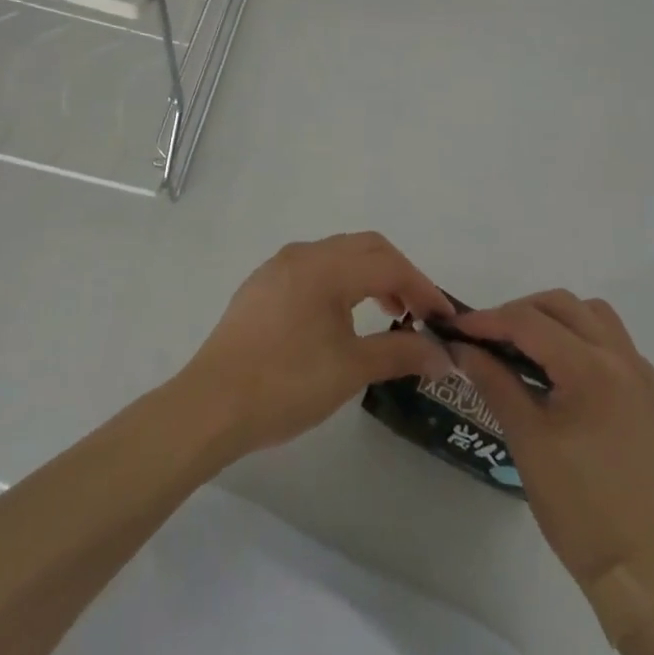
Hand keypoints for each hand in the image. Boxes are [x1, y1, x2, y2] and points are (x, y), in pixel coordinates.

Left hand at [178, 233, 454, 458]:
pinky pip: (313, 269)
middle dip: (398, 275)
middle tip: (418, 313)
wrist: (210, 406)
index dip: (421, 287)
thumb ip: (400, 354)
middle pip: (365, 248)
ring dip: (369, 276)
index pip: (388, 263)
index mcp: (326, 266)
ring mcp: (278, 267)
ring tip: (387, 315)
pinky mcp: (262, 286)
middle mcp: (303, 254)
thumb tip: (443, 355)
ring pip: (338, 256)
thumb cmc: (285, 384)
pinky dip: (340, 282)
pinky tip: (341, 318)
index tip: (443, 318)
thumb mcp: (350, 370)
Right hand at [449, 292, 653, 597]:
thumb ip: (494, 381)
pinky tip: (563, 373)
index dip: (489, 320)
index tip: (457, 328)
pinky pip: (615, 344)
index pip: (530, 322)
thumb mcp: (526, 439)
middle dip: (521, 312)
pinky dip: (583, 340)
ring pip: (594, 315)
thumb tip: (462, 348)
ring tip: (526, 348)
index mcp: (591, 369)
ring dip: (556, 319)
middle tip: (489, 337)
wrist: (641, 571)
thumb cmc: (577, 507)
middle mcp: (623, 358)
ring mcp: (643, 376)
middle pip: (563, 305)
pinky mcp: (653, 397)